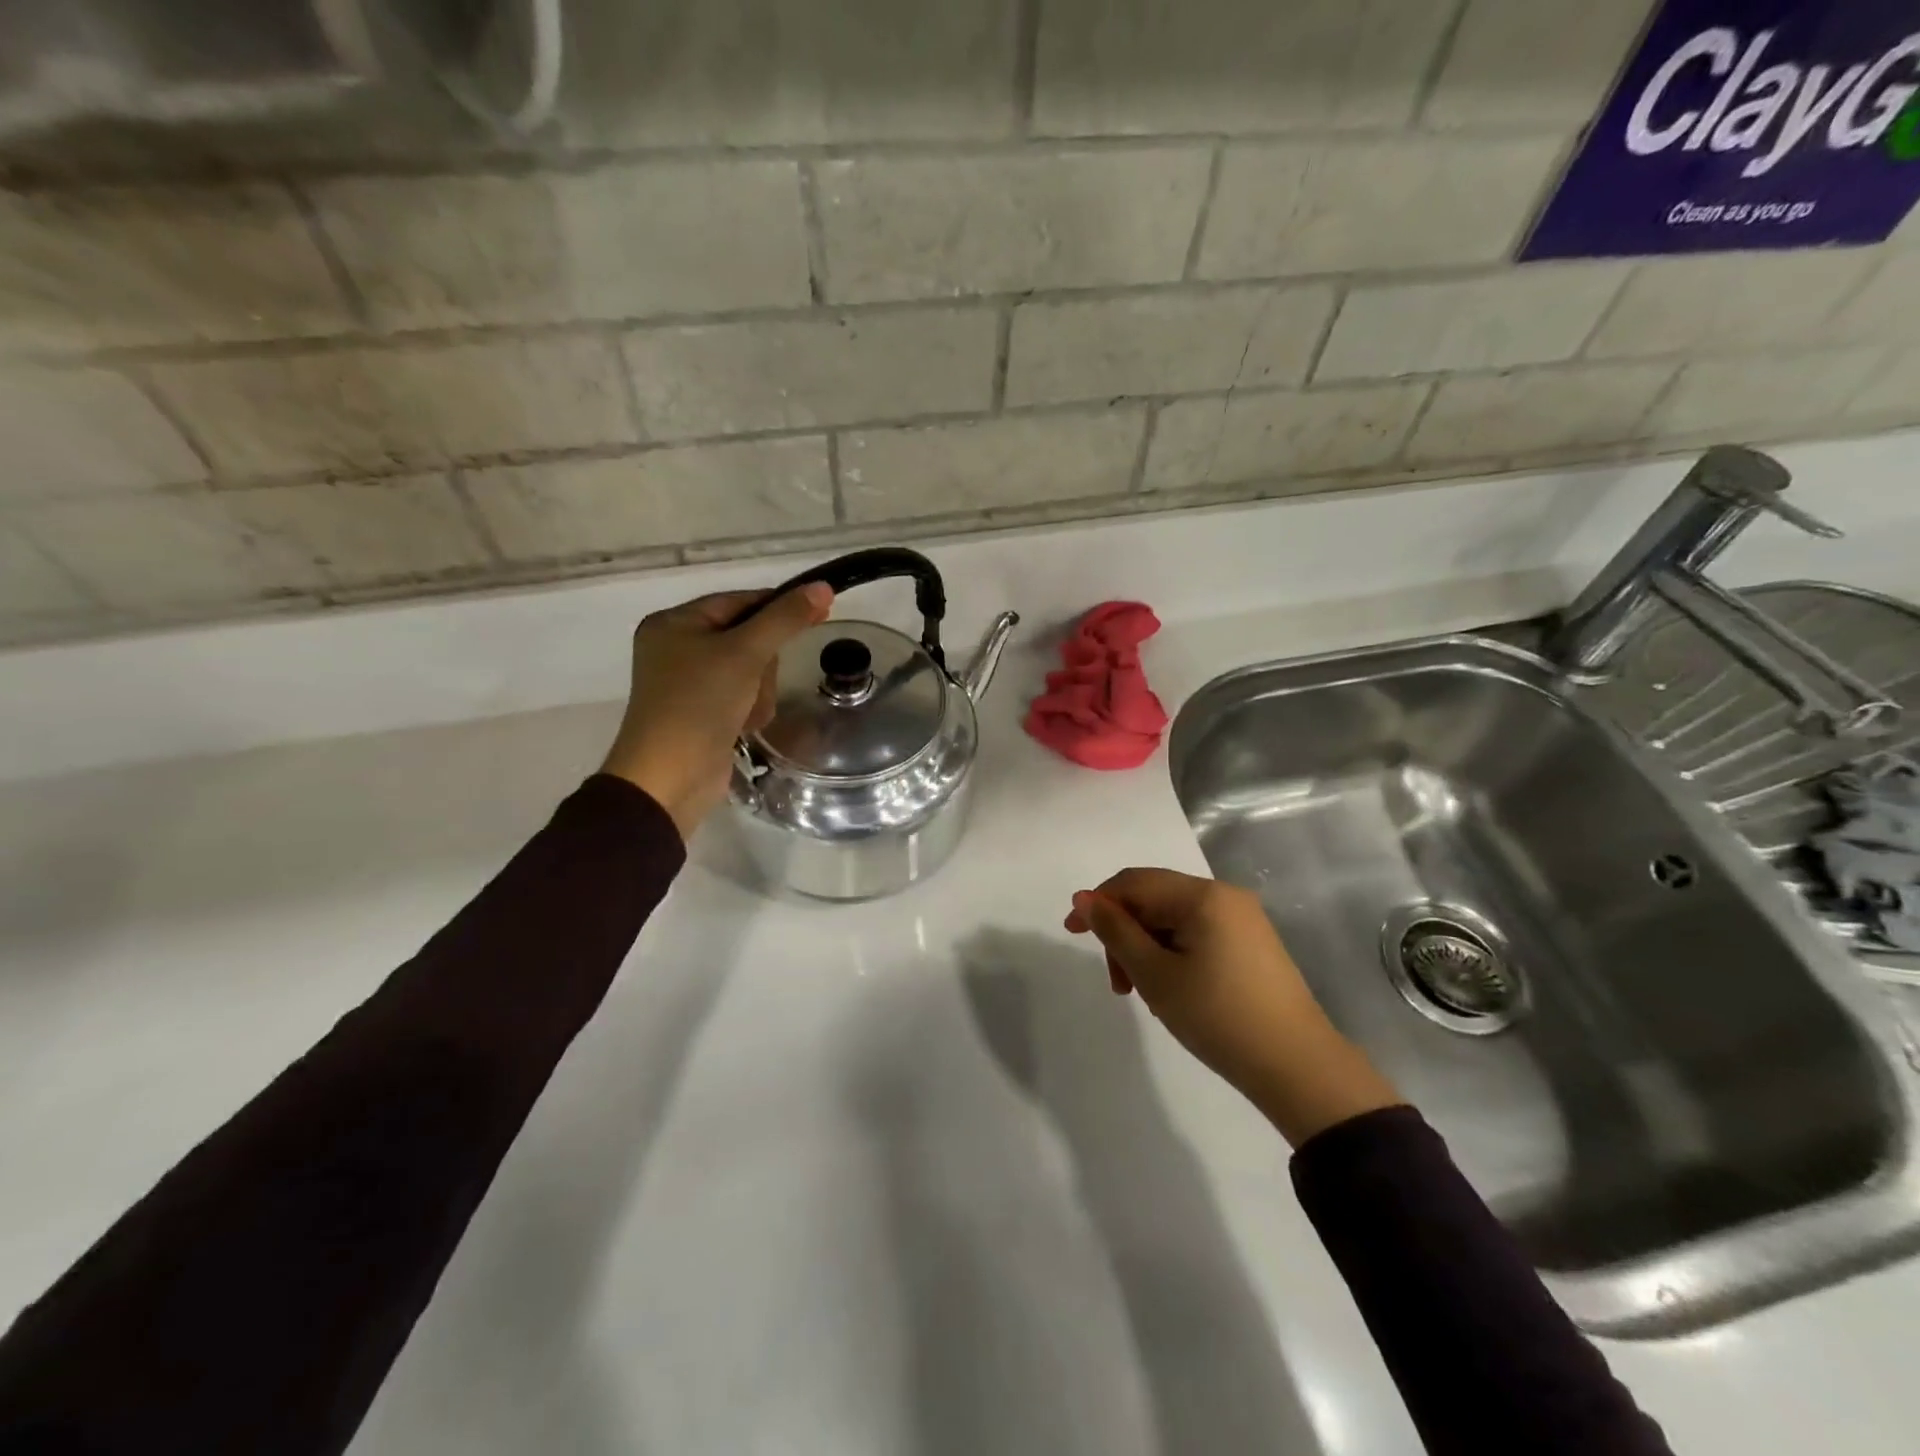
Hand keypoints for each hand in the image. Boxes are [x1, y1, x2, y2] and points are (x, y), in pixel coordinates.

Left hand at [600, 583, 833, 838]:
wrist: (670, 778)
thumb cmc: (699, 703)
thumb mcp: (744, 653)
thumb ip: (785, 619)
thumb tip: (823, 587)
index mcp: (675, 623)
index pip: (739, 601)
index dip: (778, 607)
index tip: (819, 613)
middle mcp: (678, 648)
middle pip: (748, 638)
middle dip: (762, 665)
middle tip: (756, 682)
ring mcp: (690, 684)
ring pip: (751, 671)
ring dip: (759, 692)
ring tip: (747, 713)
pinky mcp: (703, 714)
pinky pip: (742, 697)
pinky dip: (750, 711)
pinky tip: (743, 727)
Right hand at [1066, 868, 1401, 1145]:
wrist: (1297, 1068)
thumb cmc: (1218, 1017)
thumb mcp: (1155, 974)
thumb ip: (1115, 931)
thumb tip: (1084, 898)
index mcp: (1202, 895)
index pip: (1134, 882)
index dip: (1098, 903)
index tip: (1071, 934)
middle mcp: (1224, 896)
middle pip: (1154, 898)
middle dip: (1125, 932)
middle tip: (1117, 982)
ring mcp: (1243, 919)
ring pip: (1174, 919)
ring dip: (1147, 947)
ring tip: (1142, 992)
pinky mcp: (1252, 944)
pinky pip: (1197, 933)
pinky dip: (1173, 954)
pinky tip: (1171, 989)